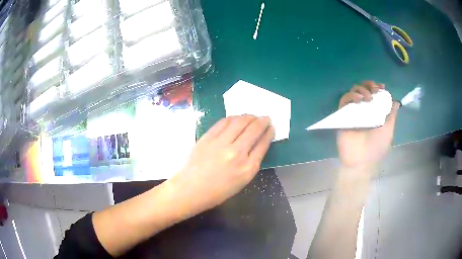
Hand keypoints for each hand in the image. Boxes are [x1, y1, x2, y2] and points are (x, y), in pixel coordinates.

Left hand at [170, 115, 273, 216]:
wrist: (191, 189)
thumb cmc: (218, 191)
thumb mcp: (242, 181)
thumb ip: (252, 162)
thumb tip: (257, 144)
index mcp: (248, 168)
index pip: (263, 143)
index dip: (269, 133)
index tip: (271, 127)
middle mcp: (237, 153)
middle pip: (254, 129)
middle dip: (263, 121)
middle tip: (265, 118)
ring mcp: (221, 143)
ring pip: (240, 122)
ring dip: (249, 116)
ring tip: (252, 116)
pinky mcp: (208, 137)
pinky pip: (224, 122)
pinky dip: (233, 118)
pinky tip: (236, 118)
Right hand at [337, 81, 399, 168]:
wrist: (361, 161)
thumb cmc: (376, 147)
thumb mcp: (388, 130)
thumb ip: (392, 115)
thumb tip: (396, 102)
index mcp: (374, 113)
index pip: (375, 95)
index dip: (377, 88)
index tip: (382, 87)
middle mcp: (364, 110)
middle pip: (363, 89)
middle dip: (369, 85)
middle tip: (375, 90)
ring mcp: (353, 112)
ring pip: (353, 91)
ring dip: (361, 89)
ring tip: (368, 98)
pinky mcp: (342, 115)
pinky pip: (344, 100)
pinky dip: (351, 95)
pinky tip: (359, 99)